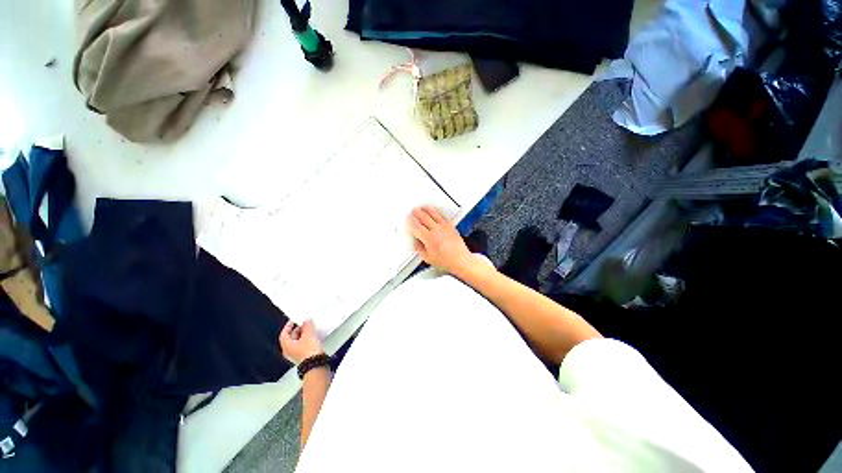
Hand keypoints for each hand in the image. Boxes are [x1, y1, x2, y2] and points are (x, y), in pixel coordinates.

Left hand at [279, 320, 322, 364]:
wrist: (315, 364)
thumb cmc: (308, 350)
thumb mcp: (308, 335)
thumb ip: (307, 326)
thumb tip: (306, 321)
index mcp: (286, 346)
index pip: (284, 334)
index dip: (288, 326)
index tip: (293, 320)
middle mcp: (289, 351)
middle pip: (290, 338)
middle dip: (297, 330)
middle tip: (304, 323)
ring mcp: (296, 354)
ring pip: (297, 342)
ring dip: (303, 334)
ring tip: (310, 328)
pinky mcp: (304, 356)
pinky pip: (303, 345)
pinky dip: (306, 339)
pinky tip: (313, 336)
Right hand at [407, 206, 474, 274]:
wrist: (461, 260)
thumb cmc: (446, 261)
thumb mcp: (427, 258)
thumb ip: (419, 249)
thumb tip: (416, 242)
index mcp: (429, 238)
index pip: (416, 226)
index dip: (411, 221)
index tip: (408, 218)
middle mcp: (436, 230)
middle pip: (424, 217)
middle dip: (417, 213)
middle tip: (413, 211)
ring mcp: (445, 227)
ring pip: (433, 214)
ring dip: (426, 209)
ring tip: (422, 207)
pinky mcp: (451, 226)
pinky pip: (442, 217)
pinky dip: (436, 213)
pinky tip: (434, 212)